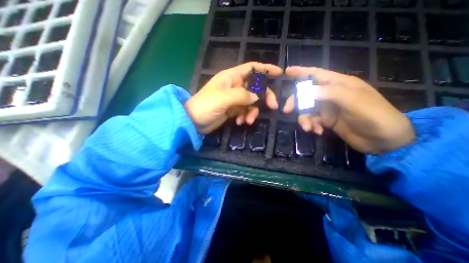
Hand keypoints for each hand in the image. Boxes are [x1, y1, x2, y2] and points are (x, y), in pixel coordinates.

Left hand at [186, 63, 280, 133]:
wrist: (194, 121)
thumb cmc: (205, 106)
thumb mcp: (223, 98)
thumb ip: (242, 95)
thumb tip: (257, 97)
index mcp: (232, 77)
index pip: (252, 68)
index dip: (265, 69)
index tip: (279, 73)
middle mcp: (235, 86)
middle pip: (256, 87)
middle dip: (264, 96)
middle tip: (272, 106)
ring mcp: (234, 99)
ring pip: (251, 102)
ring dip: (252, 112)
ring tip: (247, 121)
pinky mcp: (233, 109)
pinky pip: (245, 111)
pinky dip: (245, 117)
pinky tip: (239, 122)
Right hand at [280, 66, 415, 154]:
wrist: (383, 140)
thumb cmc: (373, 115)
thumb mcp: (353, 101)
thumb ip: (329, 93)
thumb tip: (306, 90)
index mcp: (339, 84)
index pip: (316, 74)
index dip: (301, 72)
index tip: (287, 71)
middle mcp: (330, 95)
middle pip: (305, 94)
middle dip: (296, 102)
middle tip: (287, 110)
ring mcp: (327, 108)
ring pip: (306, 110)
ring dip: (304, 119)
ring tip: (309, 128)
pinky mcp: (326, 121)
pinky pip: (312, 121)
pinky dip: (312, 126)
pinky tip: (317, 132)